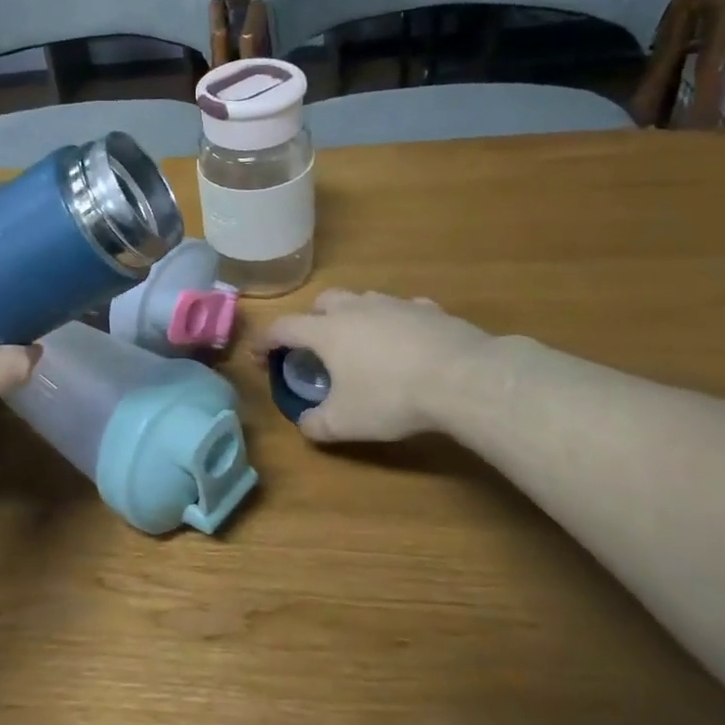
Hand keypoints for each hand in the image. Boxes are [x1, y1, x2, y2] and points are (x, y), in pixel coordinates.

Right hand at [255, 290, 496, 443]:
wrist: (464, 378)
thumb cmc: (392, 397)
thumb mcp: (346, 422)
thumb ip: (318, 424)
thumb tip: (306, 424)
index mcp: (327, 332)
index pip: (283, 328)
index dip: (266, 342)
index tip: (260, 357)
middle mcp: (356, 309)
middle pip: (323, 302)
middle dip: (312, 319)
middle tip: (316, 346)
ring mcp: (395, 305)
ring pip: (364, 299)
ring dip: (354, 316)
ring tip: (361, 342)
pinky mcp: (431, 310)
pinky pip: (404, 309)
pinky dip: (396, 322)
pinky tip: (406, 340)